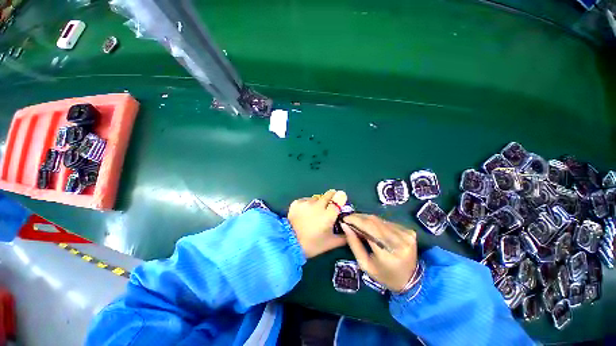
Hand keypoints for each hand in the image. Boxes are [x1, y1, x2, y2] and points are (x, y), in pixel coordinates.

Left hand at [288, 190, 347, 257]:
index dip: (341, 198)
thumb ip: (344, 236)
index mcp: (328, 215)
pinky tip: (305, 213)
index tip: (340, 201)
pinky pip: (307, 199)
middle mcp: (318, 205)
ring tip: (314, 213)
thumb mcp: (331, 243)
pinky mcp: (297, 202)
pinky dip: (308, 204)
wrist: (289, 243)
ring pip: (317, 197)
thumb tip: (352, 230)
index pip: (339, 198)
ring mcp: (306, 202)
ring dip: (318, 203)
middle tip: (329, 206)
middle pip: (329, 194)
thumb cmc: (312, 244)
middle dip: (331, 198)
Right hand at [342, 214, 417, 291]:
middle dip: (358, 217)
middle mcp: (400, 240)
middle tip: (348, 219)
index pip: (369, 228)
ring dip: (366, 219)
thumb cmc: (384, 275)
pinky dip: (375, 222)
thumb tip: (345, 226)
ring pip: (379, 219)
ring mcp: (406, 234)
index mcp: (389, 253)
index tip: (344, 219)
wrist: (410, 280)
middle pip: (374, 221)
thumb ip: (354, 244)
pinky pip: (386, 222)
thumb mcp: (365, 264)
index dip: (355, 220)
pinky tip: (370, 227)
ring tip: (357, 222)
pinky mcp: (408, 231)